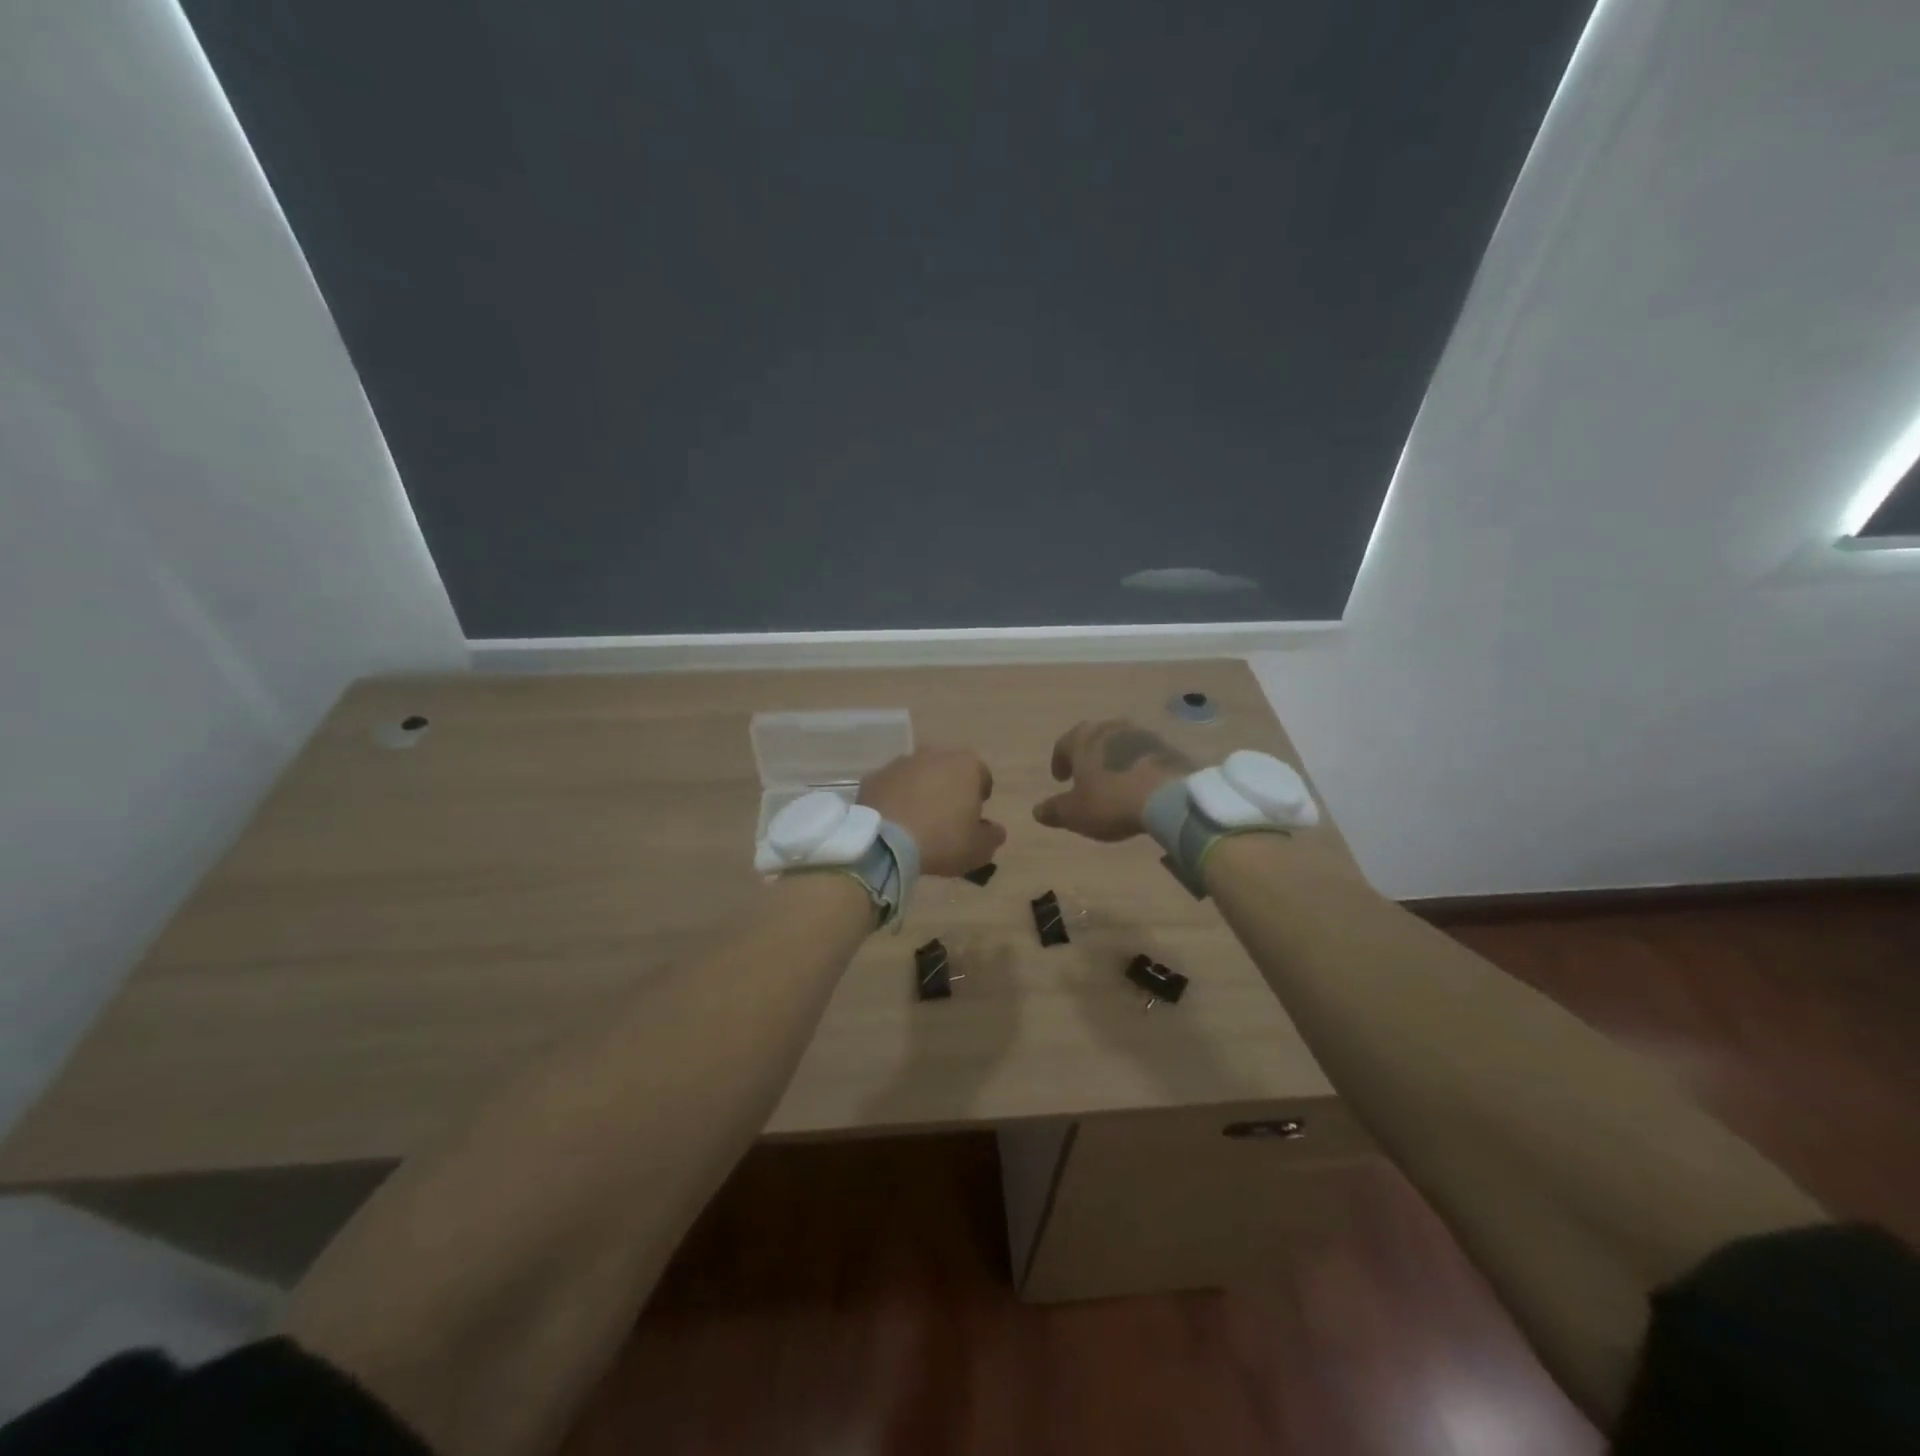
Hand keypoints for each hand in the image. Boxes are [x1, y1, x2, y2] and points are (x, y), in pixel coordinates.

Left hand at [859, 748, 1006, 877]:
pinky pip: (892, 786)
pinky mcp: (874, 776)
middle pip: (948, 770)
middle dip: (949, 788)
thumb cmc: (942, 840)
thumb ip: (992, 836)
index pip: (982, 776)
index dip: (980, 797)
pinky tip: (894, 821)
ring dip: (921, 790)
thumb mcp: (979, 848)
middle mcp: (934, 754)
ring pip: (919, 775)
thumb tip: (994, 830)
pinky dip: (895, 798)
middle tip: (946, 818)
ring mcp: (901, 763)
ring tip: (918, 820)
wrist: (886, 842)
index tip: (974, 817)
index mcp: (966, 765)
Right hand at [1033, 720, 1195, 841]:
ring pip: (1119, 744)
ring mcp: (1140, 734)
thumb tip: (1037, 811)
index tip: (1060, 779)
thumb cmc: (1111, 801)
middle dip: (1087, 756)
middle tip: (1085, 775)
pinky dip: (1136, 765)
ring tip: (1113, 780)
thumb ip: (1054, 810)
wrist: (1169, 796)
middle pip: (1092, 739)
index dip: (1059, 762)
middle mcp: (1109, 728)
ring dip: (1113, 759)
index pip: (1063, 745)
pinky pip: (1143, 754)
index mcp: (1083, 739)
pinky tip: (1138, 783)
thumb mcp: (1075, 813)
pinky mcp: (1166, 746)